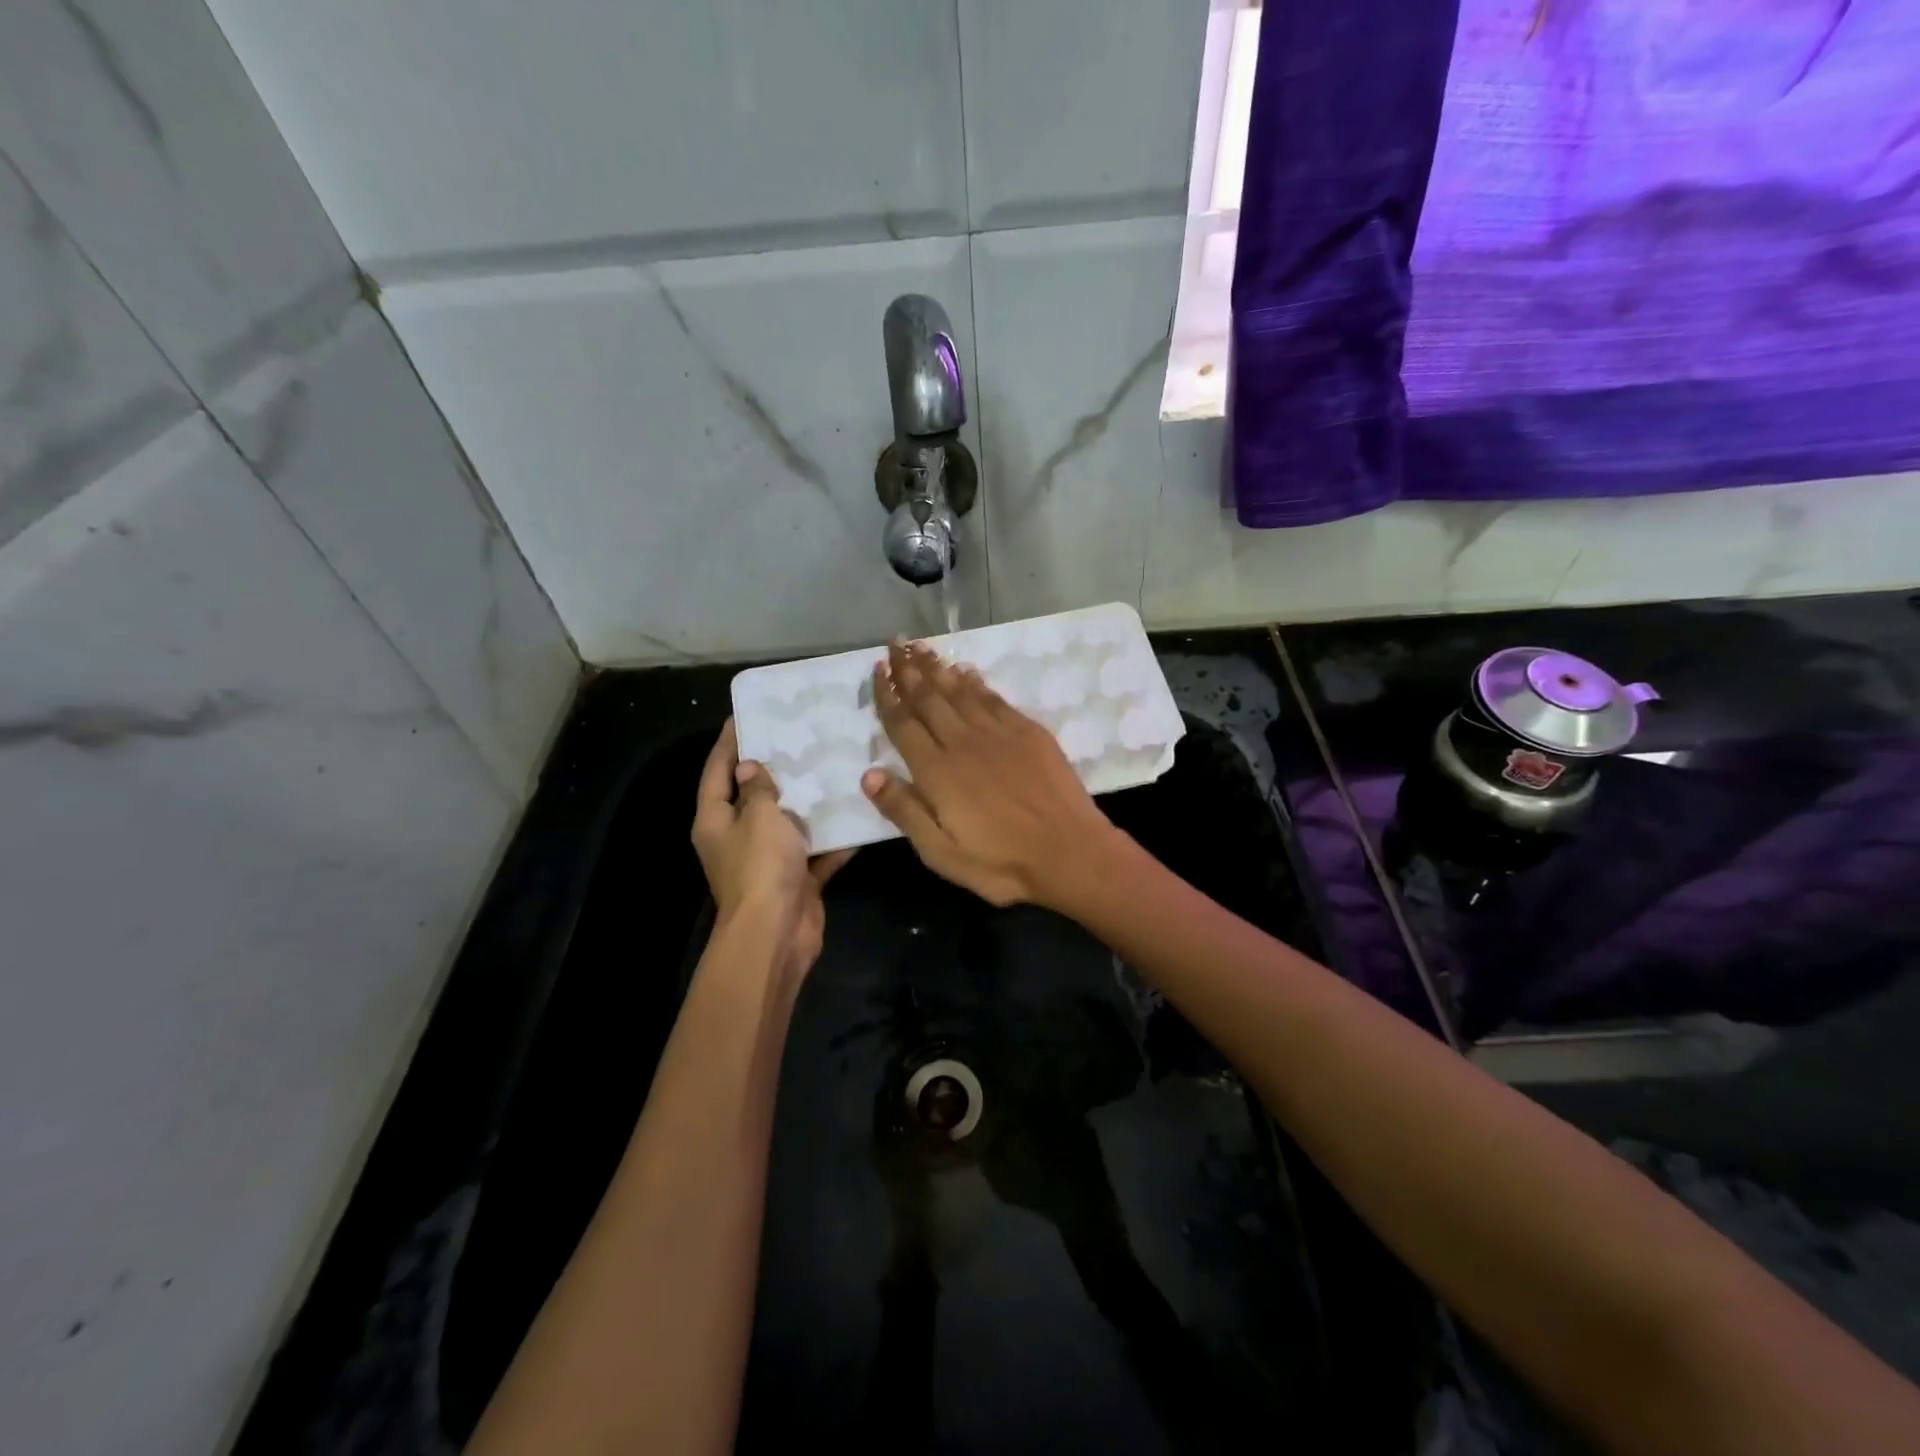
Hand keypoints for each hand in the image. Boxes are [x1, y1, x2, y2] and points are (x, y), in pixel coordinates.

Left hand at [693, 720, 851, 976]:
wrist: (777, 933)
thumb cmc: (761, 866)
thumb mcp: (759, 816)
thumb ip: (759, 789)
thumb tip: (752, 768)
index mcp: (715, 820)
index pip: (717, 771)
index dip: (729, 742)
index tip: (745, 714)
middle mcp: (737, 839)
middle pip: (753, 797)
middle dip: (775, 769)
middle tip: (799, 736)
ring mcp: (768, 861)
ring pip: (789, 823)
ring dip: (809, 803)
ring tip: (832, 767)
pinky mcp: (796, 879)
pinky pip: (816, 851)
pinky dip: (833, 839)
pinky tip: (857, 814)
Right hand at [861, 641, 1117, 907]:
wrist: (1068, 852)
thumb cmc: (999, 862)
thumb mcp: (940, 852)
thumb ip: (904, 810)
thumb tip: (868, 773)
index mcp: (937, 771)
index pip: (903, 724)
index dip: (888, 696)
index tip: (877, 671)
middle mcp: (963, 742)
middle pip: (929, 698)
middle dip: (909, 670)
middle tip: (895, 644)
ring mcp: (998, 733)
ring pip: (959, 691)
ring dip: (938, 667)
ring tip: (921, 647)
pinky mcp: (1028, 732)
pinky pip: (993, 697)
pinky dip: (975, 681)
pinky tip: (965, 670)